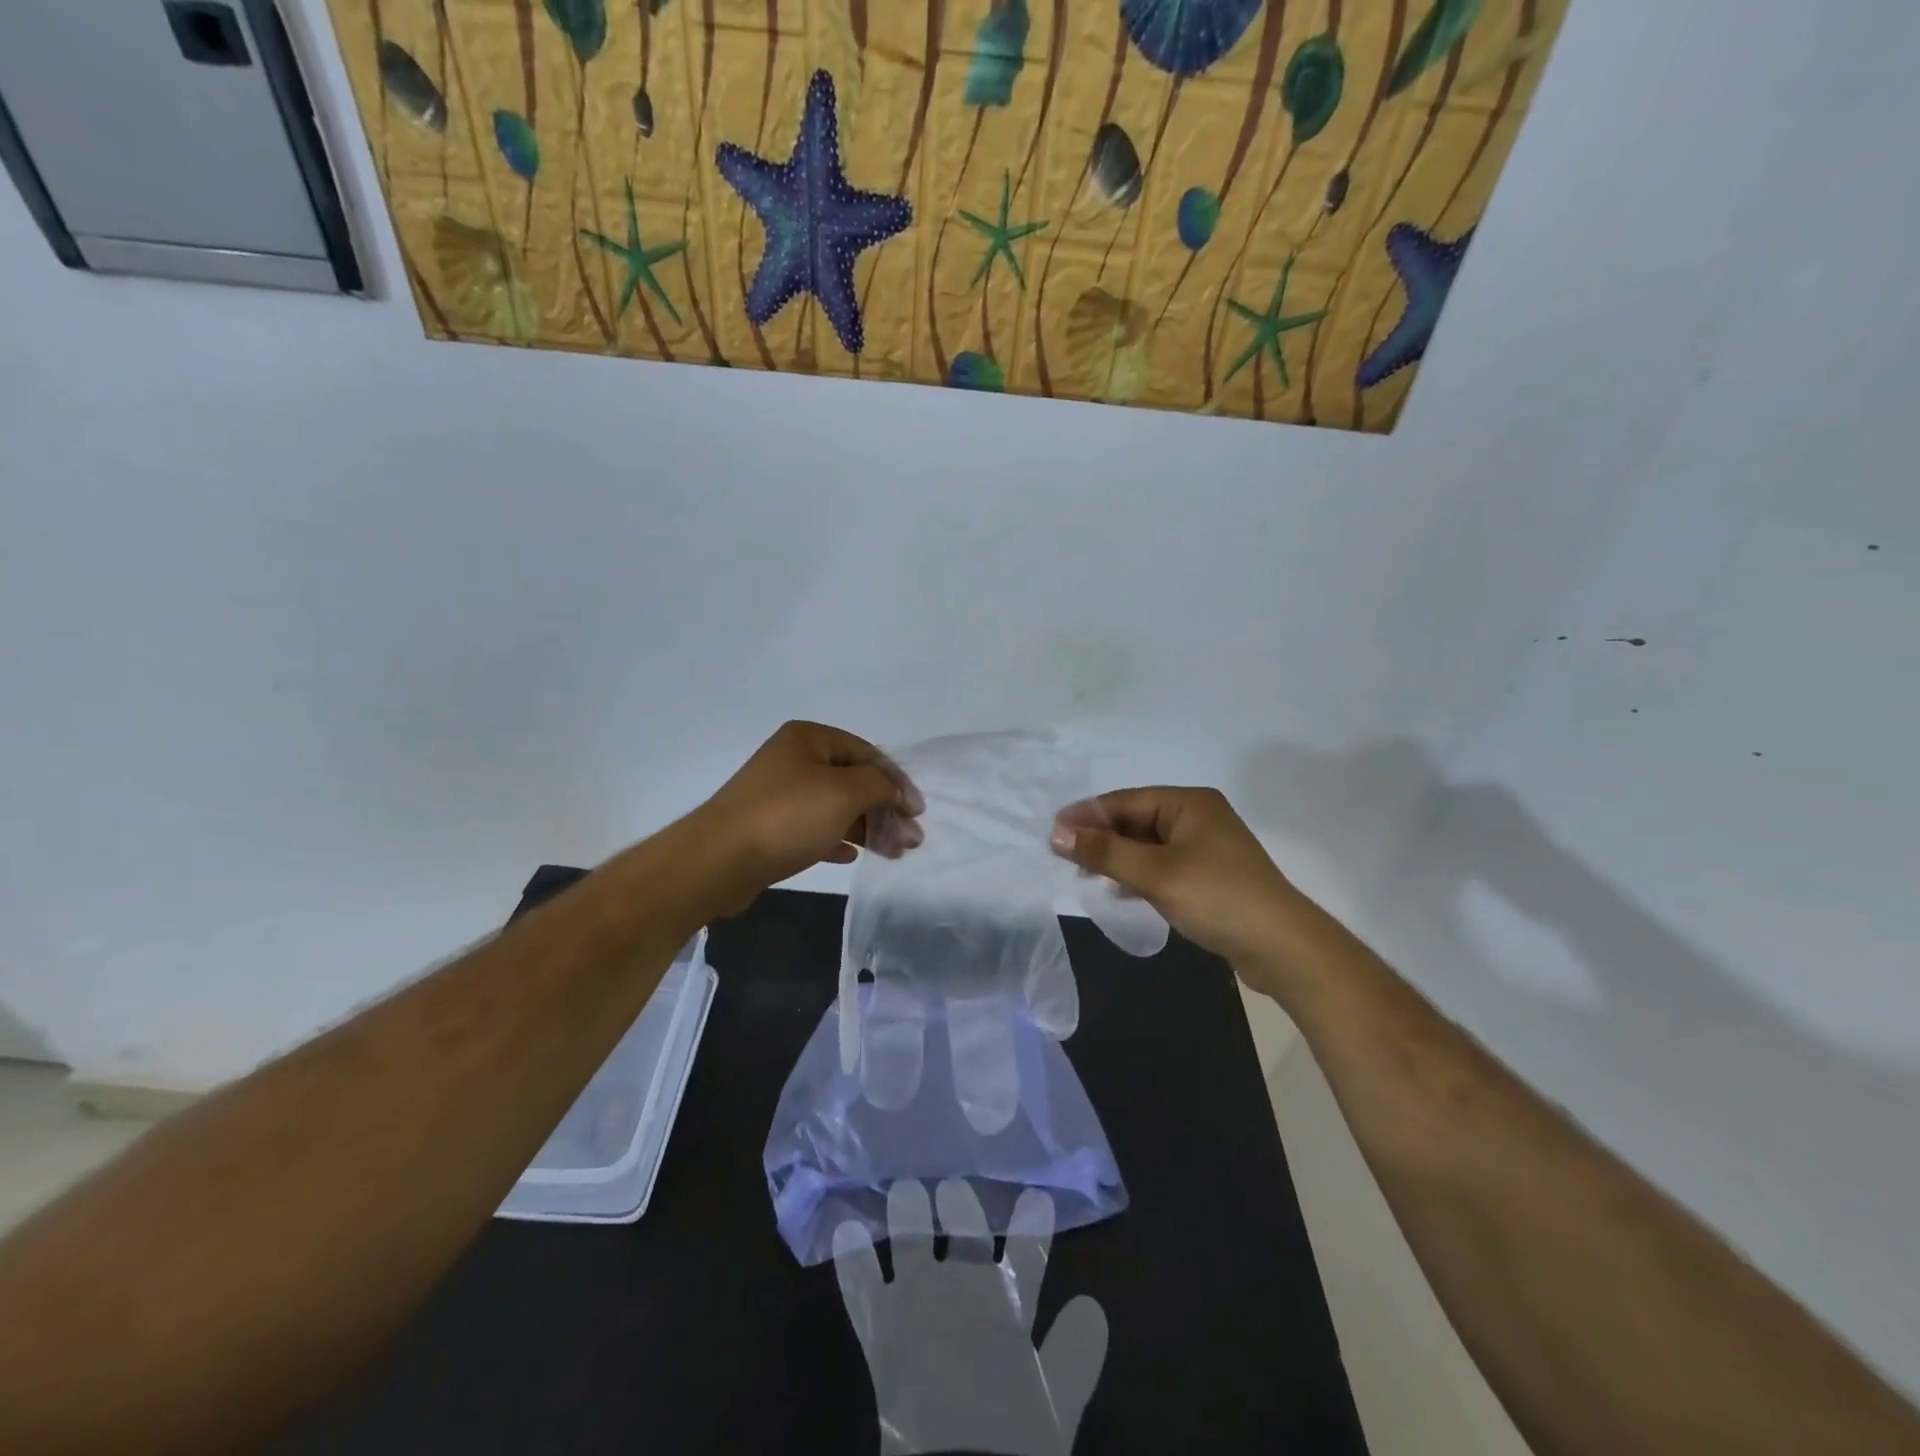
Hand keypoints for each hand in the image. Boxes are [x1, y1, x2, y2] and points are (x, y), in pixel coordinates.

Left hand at [692, 722, 923, 915]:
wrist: (718, 860)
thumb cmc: (787, 816)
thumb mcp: (844, 792)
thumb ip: (881, 786)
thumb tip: (900, 793)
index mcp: (809, 738)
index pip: (868, 753)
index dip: (897, 781)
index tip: (917, 813)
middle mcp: (793, 759)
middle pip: (853, 781)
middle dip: (885, 809)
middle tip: (911, 840)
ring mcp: (779, 794)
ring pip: (835, 807)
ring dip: (866, 827)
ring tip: (893, 852)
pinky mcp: (770, 826)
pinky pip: (814, 828)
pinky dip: (836, 839)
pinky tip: (851, 856)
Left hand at [833, 1181, 1106, 1455]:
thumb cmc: (1014, 1442)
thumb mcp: (1057, 1406)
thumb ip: (1075, 1354)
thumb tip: (1091, 1307)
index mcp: (1008, 1303)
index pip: (1027, 1250)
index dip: (1032, 1223)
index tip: (1035, 1196)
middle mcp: (962, 1285)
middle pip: (964, 1230)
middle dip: (960, 1204)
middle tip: (952, 1186)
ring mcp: (917, 1299)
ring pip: (911, 1239)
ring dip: (907, 1213)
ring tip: (904, 1190)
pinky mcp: (880, 1325)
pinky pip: (862, 1284)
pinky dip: (853, 1259)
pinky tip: (846, 1231)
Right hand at [1049, 787, 1303, 977]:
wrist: (1283, 948)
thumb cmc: (1217, 898)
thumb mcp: (1155, 873)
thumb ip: (1104, 852)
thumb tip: (1056, 832)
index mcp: (1189, 803)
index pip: (1124, 801)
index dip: (1086, 815)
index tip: (1051, 832)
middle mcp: (1198, 817)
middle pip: (1135, 820)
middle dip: (1100, 838)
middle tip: (1062, 856)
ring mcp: (1206, 847)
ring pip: (1147, 845)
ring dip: (1116, 857)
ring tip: (1084, 874)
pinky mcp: (1209, 875)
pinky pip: (1162, 865)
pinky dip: (1137, 874)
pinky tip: (1119, 891)